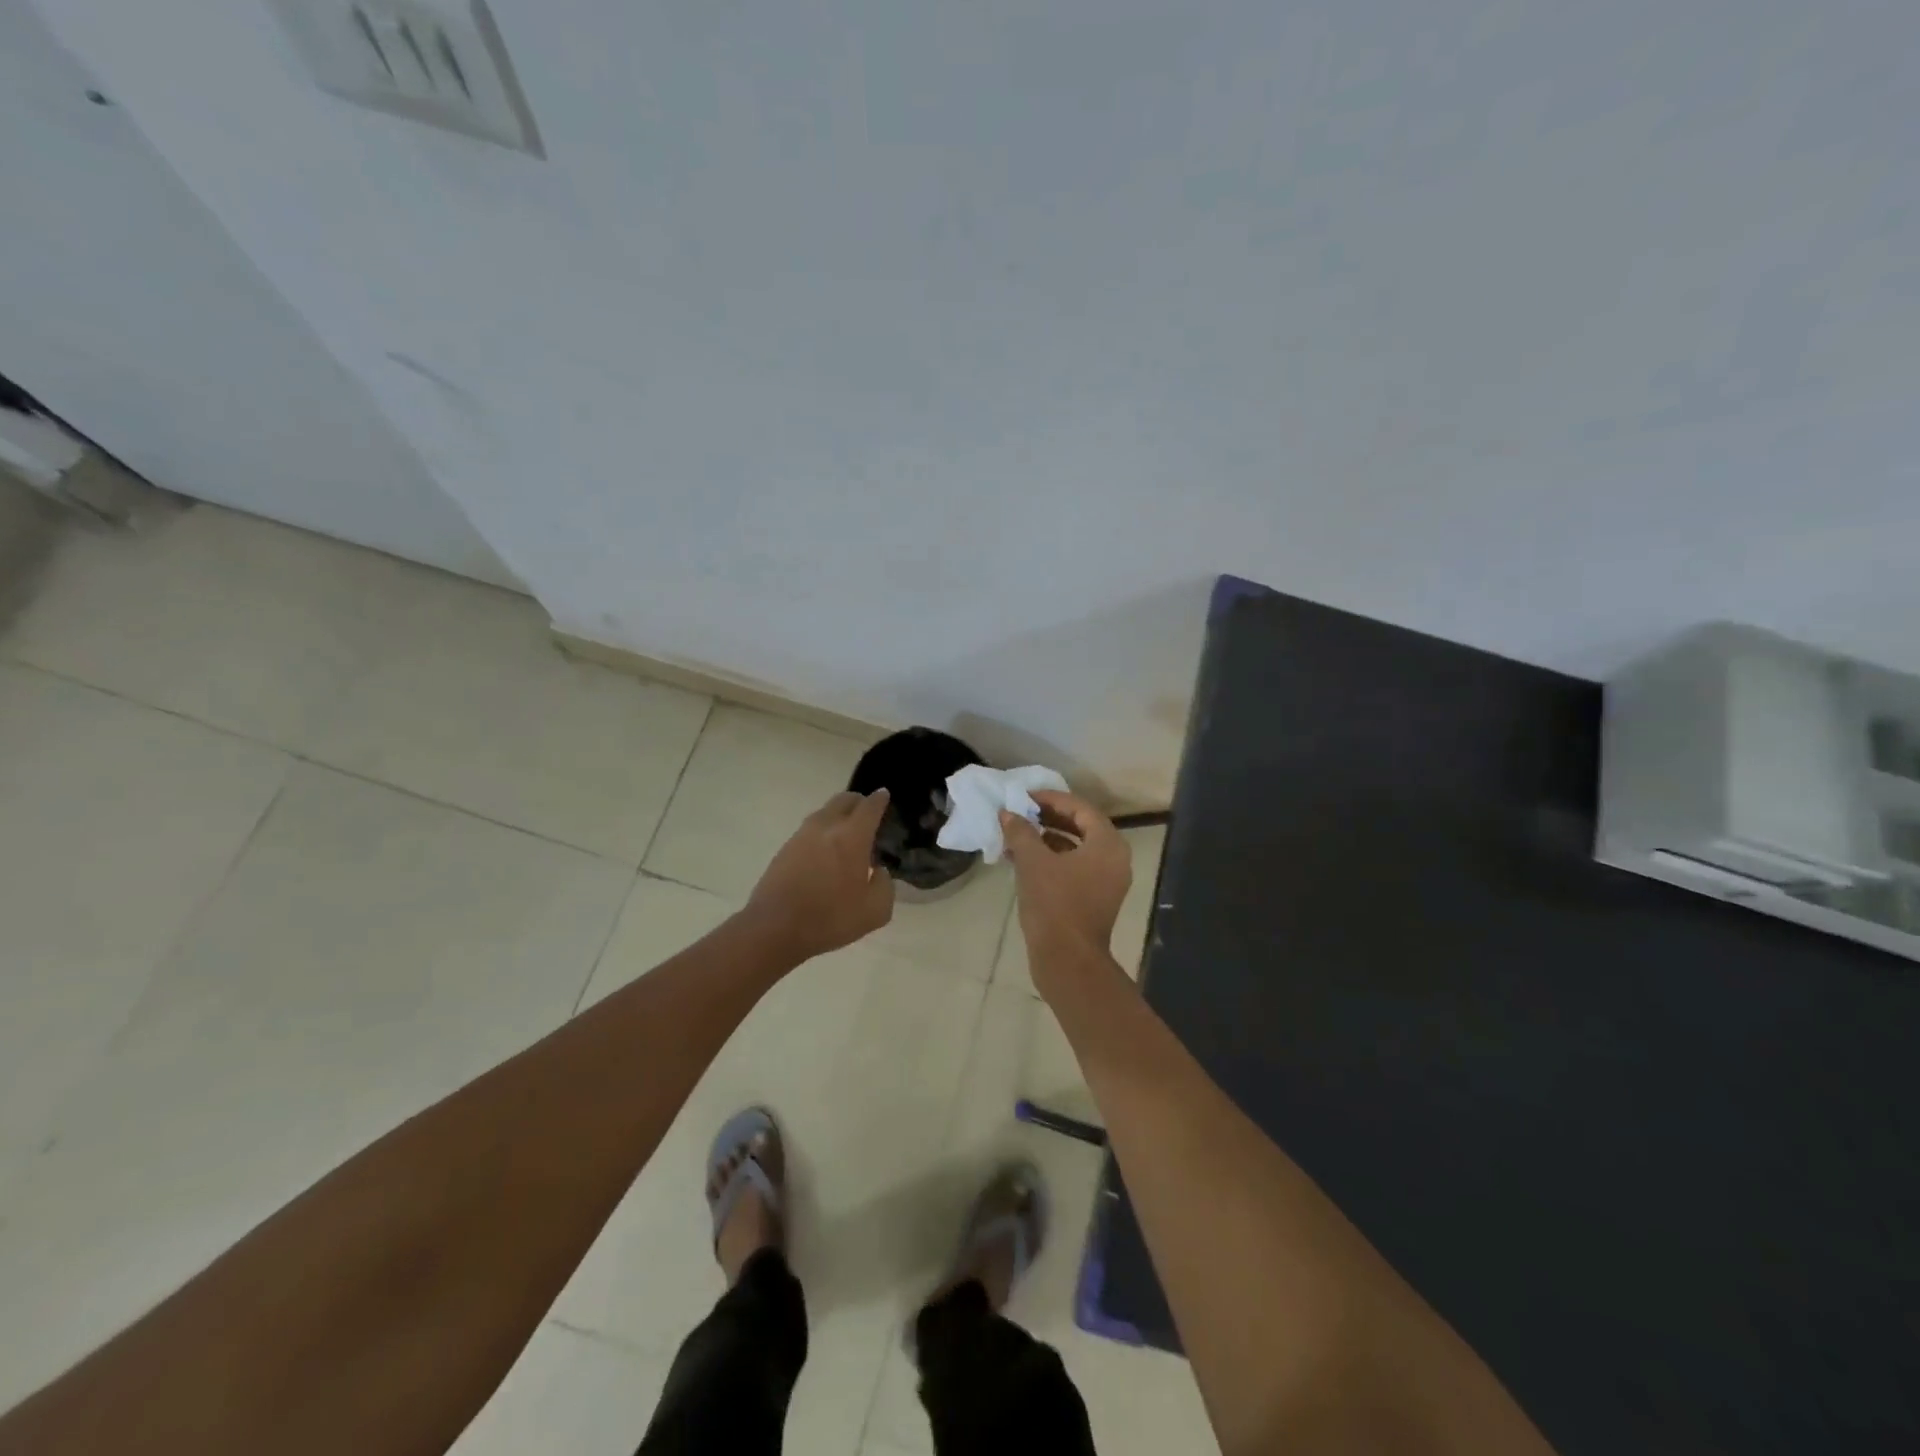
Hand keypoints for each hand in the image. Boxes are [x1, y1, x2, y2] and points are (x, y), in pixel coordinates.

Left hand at [745, 789, 895, 961]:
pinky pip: (809, 830)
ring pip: (824, 812)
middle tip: (867, 812)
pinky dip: (822, 832)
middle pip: (844, 800)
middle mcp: (826, 827)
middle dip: (858, 801)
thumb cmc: (830, 918)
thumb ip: (885, 885)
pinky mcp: (784, 849)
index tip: (884, 795)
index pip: (869, 806)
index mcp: (852, 836)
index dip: (879, 799)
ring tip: (846, 834)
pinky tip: (825, 851)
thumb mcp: (875, 911)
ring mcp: (801, 836)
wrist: (774, 928)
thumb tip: (878, 871)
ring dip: (838, 816)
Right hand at [1000, 790, 1131, 969]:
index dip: (1050, 798)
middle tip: (1021, 812)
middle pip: (1080, 826)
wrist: (1067, 961)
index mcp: (1107, 844)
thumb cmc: (1054, 904)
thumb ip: (1021, 831)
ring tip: (1016, 835)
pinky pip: (1074, 868)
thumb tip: (1008, 813)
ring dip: (1046, 839)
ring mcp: (1107, 881)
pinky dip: (1051, 860)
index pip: (1079, 808)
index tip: (1024, 796)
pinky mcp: (1095, 899)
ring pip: (1075, 848)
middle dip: (1048, 817)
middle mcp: (1114, 859)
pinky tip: (1022, 860)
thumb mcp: (1032, 862)